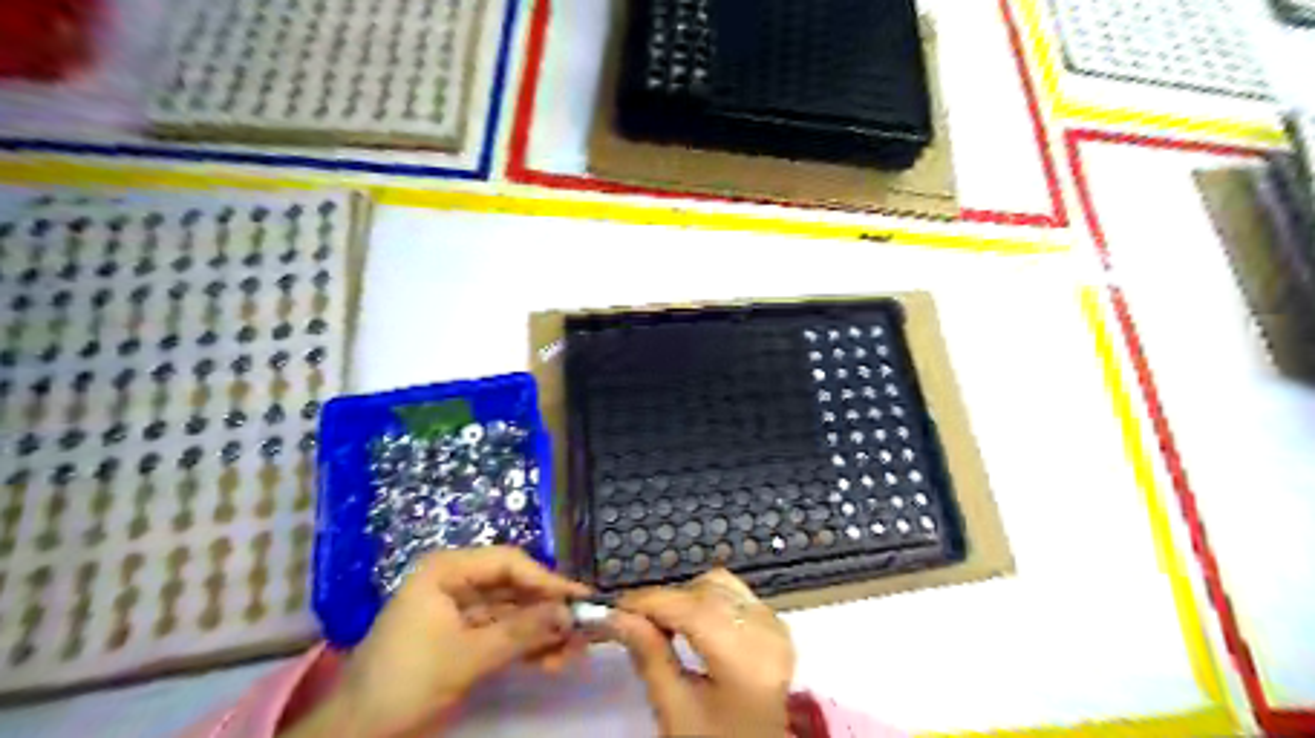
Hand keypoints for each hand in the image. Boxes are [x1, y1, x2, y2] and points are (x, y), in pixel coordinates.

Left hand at [310, 545, 585, 737]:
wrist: (357, 733)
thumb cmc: (405, 682)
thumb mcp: (467, 656)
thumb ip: (522, 632)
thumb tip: (570, 613)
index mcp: (447, 570)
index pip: (509, 563)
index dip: (547, 580)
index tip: (580, 599)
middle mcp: (455, 581)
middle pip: (514, 588)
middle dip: (547, 612)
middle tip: (581, 631)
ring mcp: (459, 610)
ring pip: (512, 613)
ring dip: (541, 633)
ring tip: (571, 654)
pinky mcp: (462, 636)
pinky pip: (502, 634)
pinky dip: (525, 647)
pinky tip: (550, 661)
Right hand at [611, 568, 794, 733]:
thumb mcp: (677, 711)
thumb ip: (650, 657)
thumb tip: (619, 617)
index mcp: (744, 656)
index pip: (689, 607)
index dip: (648, 601)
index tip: (616, 607)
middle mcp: (766, 629)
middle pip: (704, 591)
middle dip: (665, 600)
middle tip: (633, 621)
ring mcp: (775, 625)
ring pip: (720, 584)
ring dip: (686, 596)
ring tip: (663, 624)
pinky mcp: (776, 625)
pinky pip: (736, 595)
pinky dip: (708, 600)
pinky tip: (691, 624)